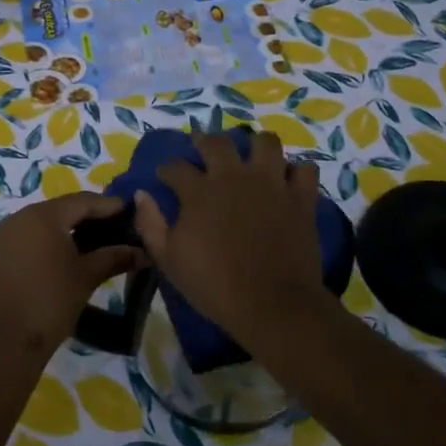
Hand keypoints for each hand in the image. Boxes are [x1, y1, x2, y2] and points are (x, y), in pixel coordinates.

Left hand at [0, 193, 142, 356]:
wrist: (6, 341)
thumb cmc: (51, 301)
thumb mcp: (87, 277)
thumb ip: (114, 257)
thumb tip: (143, 252)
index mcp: (43, 216)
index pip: (83, 201)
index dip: (109, 206)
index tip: (132, 212)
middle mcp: (21, 216)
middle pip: (64, 208)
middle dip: (91, 217)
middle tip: (118, 227)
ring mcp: (7, 234)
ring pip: (47, 222)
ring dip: (72, 228)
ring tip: (99, 241)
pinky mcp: (0, 252)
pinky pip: (33, 235)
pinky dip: (53, 239)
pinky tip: (71, 253)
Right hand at [132, 130, 326, 335]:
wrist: (272, 304)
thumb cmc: (214, 285)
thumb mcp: (168, 260)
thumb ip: (150, 224)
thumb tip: (141, 195)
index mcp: (199, 191)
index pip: (176, 166)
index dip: (167, 169)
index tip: (165, 176)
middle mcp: (234, 177)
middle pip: (217, 142)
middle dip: (205, 142)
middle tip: (204, 152)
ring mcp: (271, 183)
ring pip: (265, 142)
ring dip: (255, 146)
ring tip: (251, 158)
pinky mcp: (300, 198)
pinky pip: (304, 169)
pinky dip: (295, 172)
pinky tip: (288, 180)